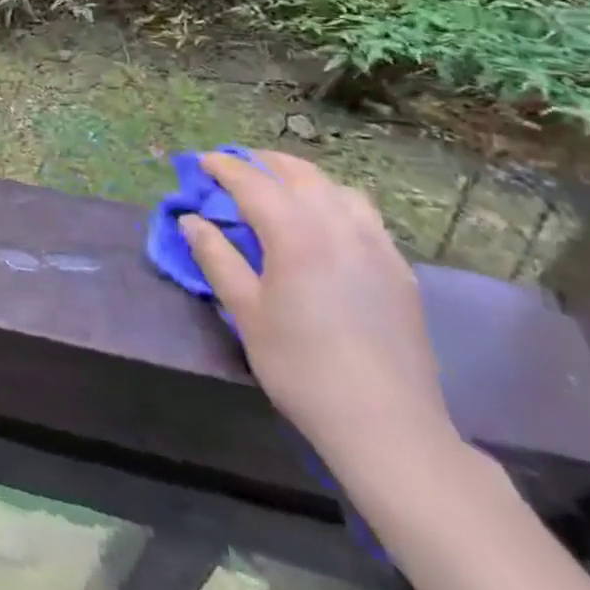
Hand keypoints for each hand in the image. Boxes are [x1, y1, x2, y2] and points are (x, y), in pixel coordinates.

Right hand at [180, 149, 455, 473]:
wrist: (387, 427)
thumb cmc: (302, 368)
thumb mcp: (246, 313)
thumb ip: (216, 258)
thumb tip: (190, 220)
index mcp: (295, 233)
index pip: (252, 181)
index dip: (223, 167)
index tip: (201, 162)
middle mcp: (337, 225)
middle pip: (297, 173)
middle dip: (262, 162)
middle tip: (235, 168)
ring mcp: (375, 244)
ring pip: (335, 187)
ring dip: (302, 178)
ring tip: (280, 189)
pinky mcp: (399, 267)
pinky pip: (363, 214)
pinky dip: (335, 201)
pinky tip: (325, 223)